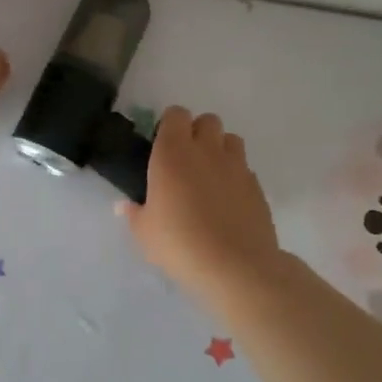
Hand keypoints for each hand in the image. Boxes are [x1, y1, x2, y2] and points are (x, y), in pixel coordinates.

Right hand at [118, 107, 282, 302]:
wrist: (235, 267)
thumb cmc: (179, 244)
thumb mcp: (144, 233)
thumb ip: (134, 214)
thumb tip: (124, 206)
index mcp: (172, 153)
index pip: (175, 114)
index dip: (170, 125)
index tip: (162, 146)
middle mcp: (206, 150)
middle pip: (207, 120)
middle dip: (197, 133)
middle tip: (185, 160)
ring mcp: (236, 166)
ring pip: (231, 139)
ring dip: (220, 149)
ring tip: (210, 176)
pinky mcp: (257, 186)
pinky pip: (245, 168)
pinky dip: (236, 176)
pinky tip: (227, 201)